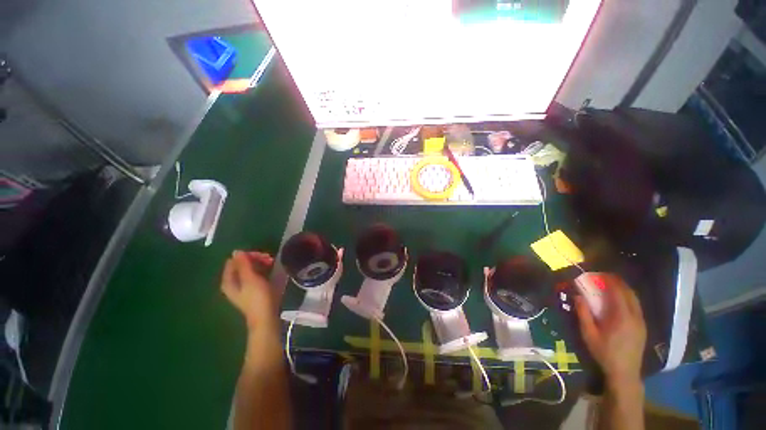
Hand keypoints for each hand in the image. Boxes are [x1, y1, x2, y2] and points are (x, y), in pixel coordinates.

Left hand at [221, 251, 277, 332]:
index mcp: (229, 280)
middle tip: (269, 259)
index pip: (234, 260)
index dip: (248, 255)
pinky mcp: (253, 290)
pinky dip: (262, 270)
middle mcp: (233, 282)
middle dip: (255, 259)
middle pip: (242, 264)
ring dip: (260, 264)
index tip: (263, 256)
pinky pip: (255, 274)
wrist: (266, 316)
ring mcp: (243, 287)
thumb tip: (237, 251)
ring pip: (250, 269)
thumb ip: (243, 264)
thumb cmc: (257, 297)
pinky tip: (271, 271)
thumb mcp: (250, 279)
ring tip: (272, 264)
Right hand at [575, 274, 646, 387]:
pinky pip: (636, 306)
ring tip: (611, 285)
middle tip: (605, 277)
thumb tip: (578, 296)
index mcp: (621, 317)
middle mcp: (635, 316)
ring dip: (624, 289)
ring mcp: (641, 321)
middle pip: (629, 293)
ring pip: (635, 299)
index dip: (610, 280)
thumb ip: (583, 314)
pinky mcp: (643, 326)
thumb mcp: (589, 334)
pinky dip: (628, 298)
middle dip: (618, 282)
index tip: (600, 273)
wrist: (625, 372)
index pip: (618, 292)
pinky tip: (619, 300)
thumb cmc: (604, 352)